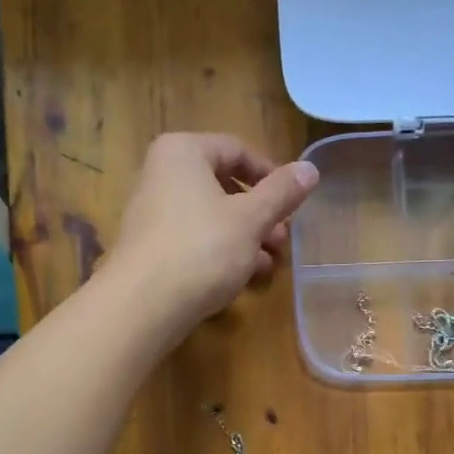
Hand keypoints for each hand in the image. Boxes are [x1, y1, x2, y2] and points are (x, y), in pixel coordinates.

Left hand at [104, 133, 319, 327]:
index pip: (236, 149)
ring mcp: (151, 212)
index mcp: (182, 152)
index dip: (271, 174)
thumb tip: (311, 168)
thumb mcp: (251, 218)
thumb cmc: (202, 248)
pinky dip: (220, 252)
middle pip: (223, 185)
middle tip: (283, 239)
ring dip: (245, 237)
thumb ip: (282, 192)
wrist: (142, 305)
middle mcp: (160, 174)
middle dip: (259, 213)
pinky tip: (243, 277)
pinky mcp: (149, 248)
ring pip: (210, 216)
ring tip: (270, 264)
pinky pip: (193, 239)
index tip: (293, 203)